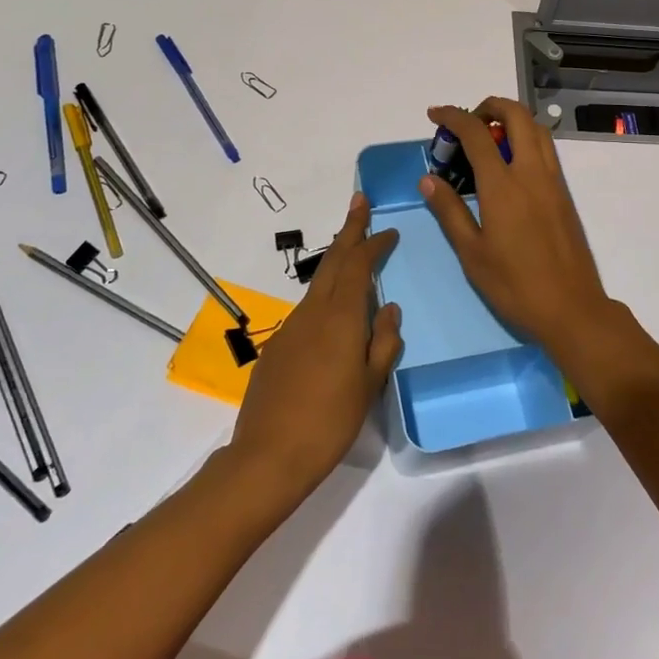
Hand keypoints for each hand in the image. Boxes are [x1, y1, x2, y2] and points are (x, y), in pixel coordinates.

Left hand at [230, 193, 402, 499]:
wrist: (268, 456)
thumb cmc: (329, 422)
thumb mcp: (369, 384)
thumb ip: (383, 342)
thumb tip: (389, 308)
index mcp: (340, 318)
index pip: (359, 266)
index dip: (374, 244)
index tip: (389, 231)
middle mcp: (313, 313)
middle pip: (334, 261)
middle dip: (349, 230)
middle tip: (359, 202)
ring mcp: (290, 328)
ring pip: (318, 285)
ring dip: (337, 262)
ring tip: (352, 252)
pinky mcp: (276, 346)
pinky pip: (307, 311)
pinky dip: (324, 298)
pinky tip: (332, 317)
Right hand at [420, 98, 633, 367]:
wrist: (572, 309)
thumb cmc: (515, 285)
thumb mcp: (471, 253)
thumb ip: (450, 210)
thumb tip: (428, 179)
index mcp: (503, 186)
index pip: (477, 134)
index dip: (453, 117)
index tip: (434, 115)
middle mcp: (532, 173)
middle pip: (516, 115)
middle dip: (489, 107)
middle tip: (467, 124)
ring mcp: (553, 181)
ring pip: (537, 129)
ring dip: (511, 120)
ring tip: (487, 140)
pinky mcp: (564, 194)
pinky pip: (546, 150)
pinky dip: (526, 139)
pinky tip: (508, 166)